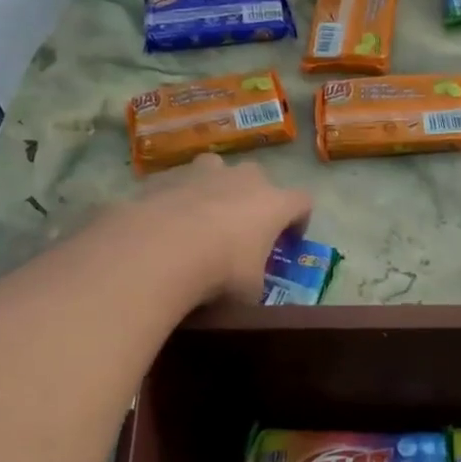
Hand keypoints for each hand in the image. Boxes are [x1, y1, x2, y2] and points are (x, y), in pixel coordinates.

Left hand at [130, 153, 311, 304]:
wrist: (158, 250)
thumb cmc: (220, 272)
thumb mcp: (250, 291)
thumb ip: (255, 279)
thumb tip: (248, 283)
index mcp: (273, 203)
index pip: (302, 202)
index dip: (300, 220)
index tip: (289, 241)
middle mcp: (243, 179)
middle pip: (259, 179)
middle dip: (254, 200)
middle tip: (243, 230)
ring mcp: (202, 172)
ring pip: (217, 170)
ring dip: (215, 188)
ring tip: (202, 217)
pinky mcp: (167, 177)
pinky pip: (179, 184)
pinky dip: (178, 199)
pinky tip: (166, 223)